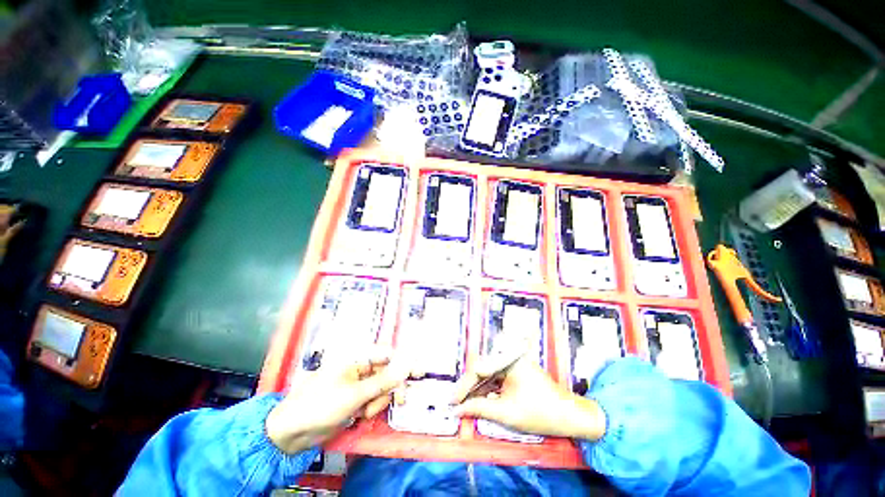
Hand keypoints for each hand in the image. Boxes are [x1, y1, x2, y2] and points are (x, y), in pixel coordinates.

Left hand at [266, 347, 408, 453]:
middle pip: (386, 373)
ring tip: (366, 412)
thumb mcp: (354, 394)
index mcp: (355, 359)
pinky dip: (371, 408)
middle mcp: (358, 369)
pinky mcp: (354, 401)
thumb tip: (406, 367)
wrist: (292, 433)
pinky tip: (361, 416)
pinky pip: (372, 401)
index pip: (386, 355)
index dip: (403, 362)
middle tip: (402, 400)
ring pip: (380, 389)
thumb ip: (382, 382)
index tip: (418, 372)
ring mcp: (356, 386)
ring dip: (379, 401)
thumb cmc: (321, 406)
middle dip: (391, 387)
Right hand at [451, 357, 606, 440]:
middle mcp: (510, 355)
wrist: (570, 416)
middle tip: (456, 403)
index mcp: (508, 358)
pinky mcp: (517, 370)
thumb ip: (479, 408)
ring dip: (477, 390)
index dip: (463, 387)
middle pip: (483, 370)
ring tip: (465, 404)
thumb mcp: (506, 412)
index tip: (451, 401)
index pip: (479, 369)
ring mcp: (514, 362)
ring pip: (489, 375)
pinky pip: (497, 378)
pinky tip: (480, 401)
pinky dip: (489, 391)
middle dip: (469, 388)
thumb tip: (457, 410)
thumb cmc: (539, 413)